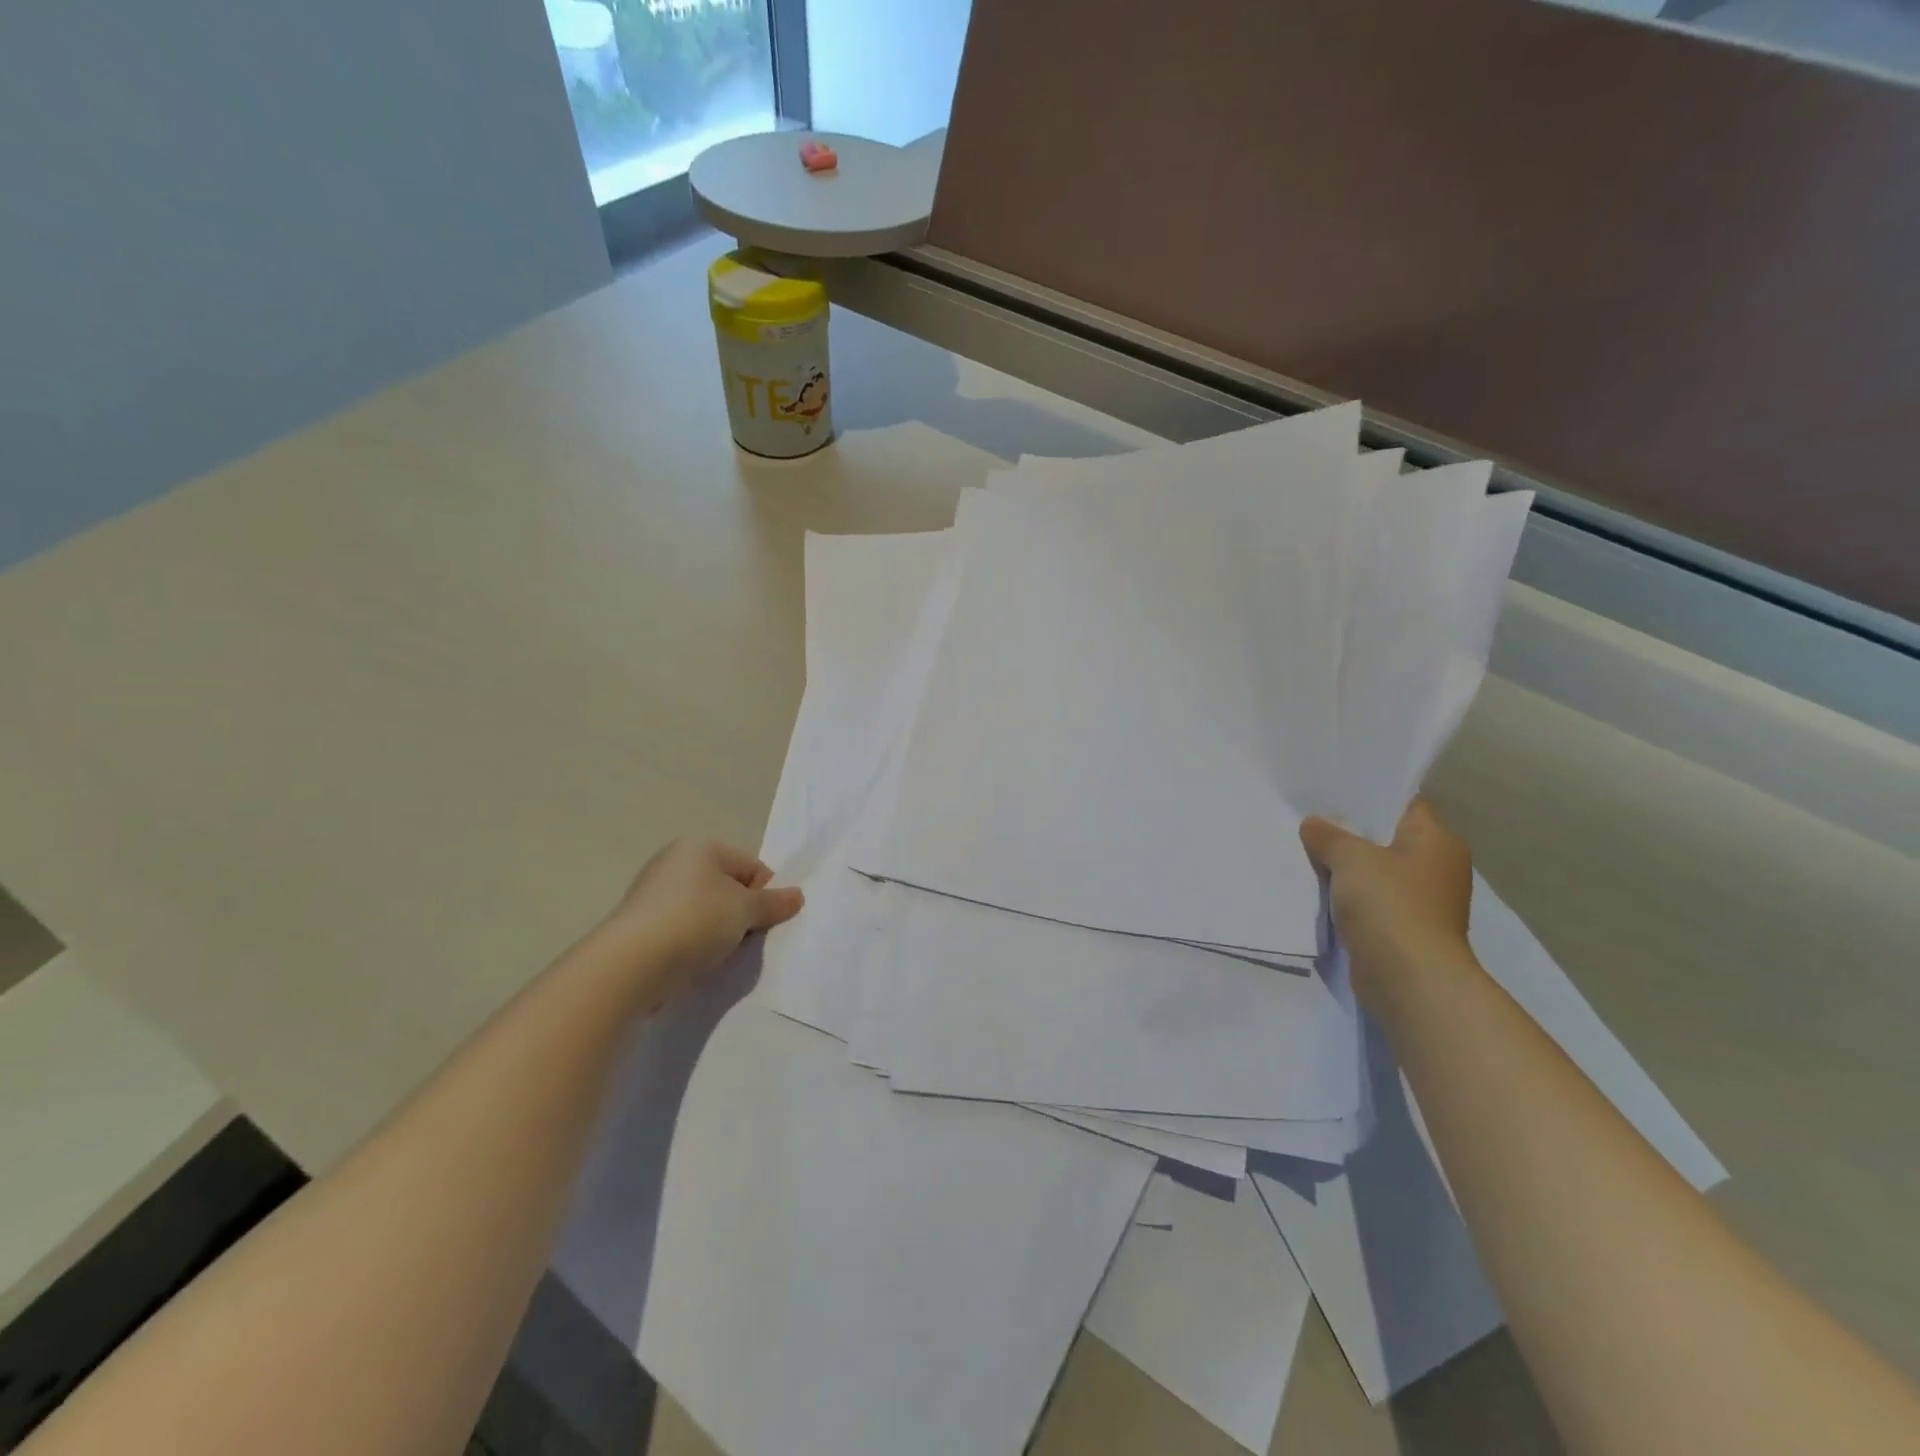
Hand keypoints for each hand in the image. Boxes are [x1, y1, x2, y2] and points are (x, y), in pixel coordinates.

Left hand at [592, 839, 803, 1009]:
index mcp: (699, 847)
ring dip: (718, 932)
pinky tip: (695, 963)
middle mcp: (673, 862)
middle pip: (727, 887)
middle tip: (744, 940)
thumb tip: (797, 895)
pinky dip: (693, 945)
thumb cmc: (695, 921)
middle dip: (741, 914)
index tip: (764, 922)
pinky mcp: (639, 927)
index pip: (750, 866)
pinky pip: (681, 931)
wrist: (631, 965)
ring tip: (718, 955)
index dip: (764, 894)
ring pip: (704, 911)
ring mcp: (652, 895)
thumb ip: (774, 902)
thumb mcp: (745, 910)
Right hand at [1300, 798, 1473, 1011]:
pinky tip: (1317, 888)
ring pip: (1376, 871)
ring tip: (1305, 849)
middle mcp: (1437, 867)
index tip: (1330, 788)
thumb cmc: (1390, 904)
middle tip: (1308, 817)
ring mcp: (1422, 901)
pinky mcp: (1404, 929)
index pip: (1403, 804)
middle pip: (1387, 838)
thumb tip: (1313, 825)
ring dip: (1346, 867)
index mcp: (1437, 840)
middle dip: (1350, 831)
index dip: (1368, 795)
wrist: (1409, 978)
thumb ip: (1329, 836)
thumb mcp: (1351, 858)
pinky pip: (1370, 901)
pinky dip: (1347, 895)